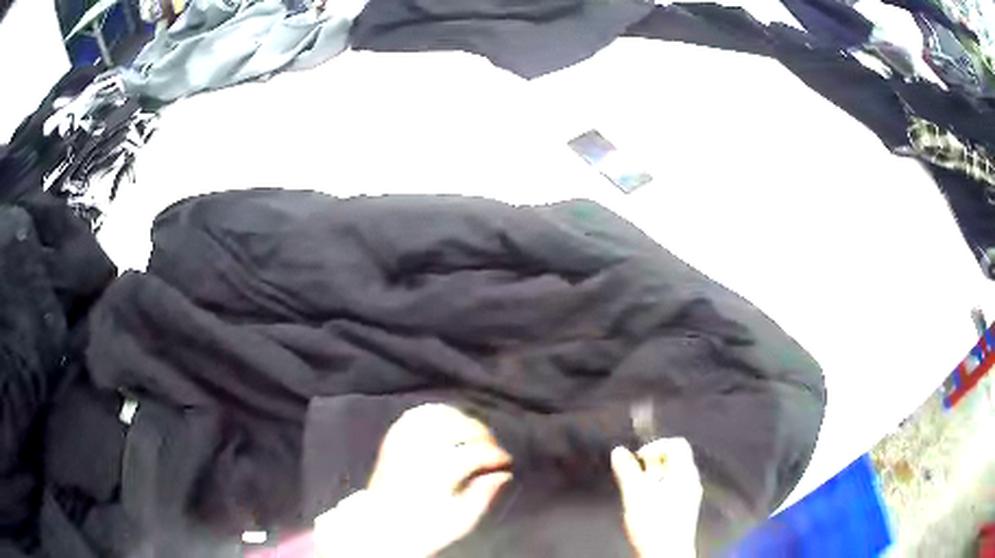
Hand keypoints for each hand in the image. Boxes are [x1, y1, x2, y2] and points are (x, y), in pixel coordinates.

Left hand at [314, 404, 512, 557]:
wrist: (383, 526)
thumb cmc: (424, 527)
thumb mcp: (460, 521)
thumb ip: (483, 496)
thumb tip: (503, 474)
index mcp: (435, 475)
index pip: (472, 453)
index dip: (495, 454)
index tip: (506, 462)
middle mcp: (417, 453)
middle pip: (456, 428)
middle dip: (482, 434)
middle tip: (492, 448)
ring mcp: (402, 443)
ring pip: (436, 416)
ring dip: (461, 419)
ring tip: (473, 434)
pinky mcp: (393, 439)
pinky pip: (416, 415)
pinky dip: (436, 413)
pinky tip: (449, 422)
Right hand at [611, 438, 702, 557]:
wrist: (666, 555)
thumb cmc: (654, 526)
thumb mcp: (634, 495)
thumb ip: (627, 471)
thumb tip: (619, 451)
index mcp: (684, 472)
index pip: (676, 443)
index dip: (654, 446)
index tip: (637, 460)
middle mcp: (691, 480)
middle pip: (674, 458)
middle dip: (651, 465)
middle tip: (635, 479)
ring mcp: (690, 495)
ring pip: (672, 475)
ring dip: (653, 479)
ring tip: (637, 494)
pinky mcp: (685, 509)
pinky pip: (673, 489)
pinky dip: (658, 491)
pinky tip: (646, 506)